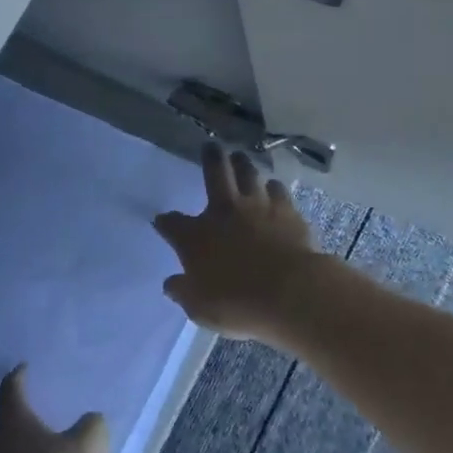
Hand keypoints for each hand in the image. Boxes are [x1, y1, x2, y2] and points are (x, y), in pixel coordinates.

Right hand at [153, 145, 323, 342]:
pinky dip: (273, 189)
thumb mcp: (200, 307)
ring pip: (249, 175)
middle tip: (211, 146)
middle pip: (215, 174)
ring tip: (241, 157)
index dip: (165, 222)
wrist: (291, 292)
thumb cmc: (238, 302)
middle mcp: (224, 212)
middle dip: (211, 158)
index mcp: (196, 236)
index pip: (172, 224)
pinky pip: (278, 192)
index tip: (162, 221)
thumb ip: (184, 292)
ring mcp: (258, 207)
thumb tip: (172, 283)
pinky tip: (274, 188)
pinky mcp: (288, 212)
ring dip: (243, 165)